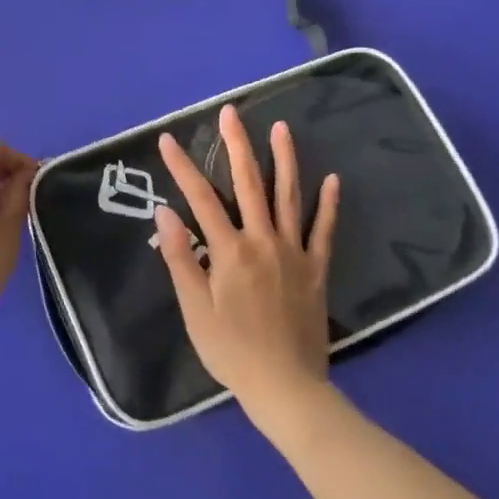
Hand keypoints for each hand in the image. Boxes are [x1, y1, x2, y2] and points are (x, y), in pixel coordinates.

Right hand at [155, 105, 340, 419]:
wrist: (285, 386)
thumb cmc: (231, 351)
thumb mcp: (194, 310)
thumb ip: (181, 258)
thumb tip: (165, 213)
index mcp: (230, 251)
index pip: (200, 199)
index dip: (182, 167)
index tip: (167, 139)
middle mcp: (263, 241)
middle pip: (248, 184)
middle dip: (237, 145)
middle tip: (230, 112)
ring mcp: (294, 252)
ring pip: (288, 196)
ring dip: (284, 159)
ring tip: (281, 127)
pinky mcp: (316, 269)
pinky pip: (324, 231)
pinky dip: (328, 204)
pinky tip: (333, 179)